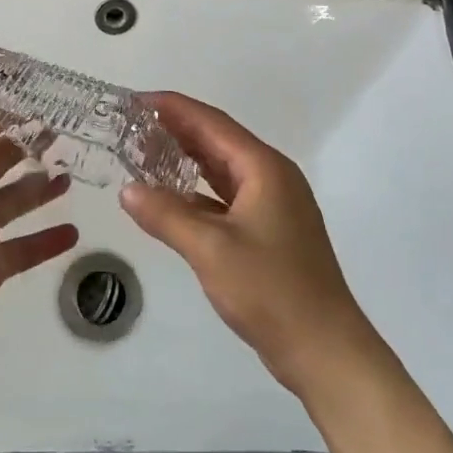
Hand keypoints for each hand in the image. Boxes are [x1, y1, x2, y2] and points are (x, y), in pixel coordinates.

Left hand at [0, 55, 79, 349]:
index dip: (11, 109)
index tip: (47, 95)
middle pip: (6, 160)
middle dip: (32, 145)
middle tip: (68, 132)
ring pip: (18, 201)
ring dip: (42, 189)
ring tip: (72, 175)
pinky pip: (26, 250)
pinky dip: (48, 242)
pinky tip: (75, 232)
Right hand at [121, 93, 378, 396]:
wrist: (325, 351)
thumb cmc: (271, 290)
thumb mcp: (210, 249)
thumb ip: (166, 215)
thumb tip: (127, 189)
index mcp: (264, 168)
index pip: (212, 123)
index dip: (173, 107)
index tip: (135, 100)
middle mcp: (271, 178)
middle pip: (217, 141)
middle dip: (175, 130)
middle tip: (131, 125)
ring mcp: (273, 206)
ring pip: (221, 170)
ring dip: (185, 160)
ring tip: (143, 152)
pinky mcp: (269, 232)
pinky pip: (226, 198)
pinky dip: (196, 193)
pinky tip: (170, 199)